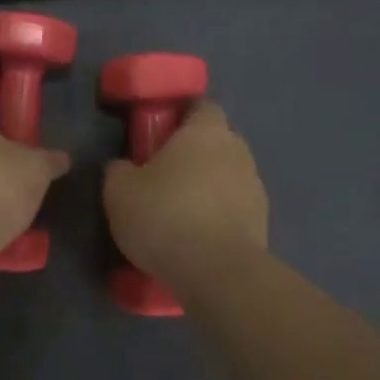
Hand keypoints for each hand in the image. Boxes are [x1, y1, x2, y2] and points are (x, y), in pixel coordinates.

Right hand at [103, 101, 268, 288]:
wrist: (216, 273)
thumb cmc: (164, 216)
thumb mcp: (119, 191)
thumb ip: (118, 169)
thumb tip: (123, 166)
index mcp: (206, 132)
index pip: (201, 107)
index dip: (180, 118)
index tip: (157, 136)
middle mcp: (238, 152)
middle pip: (215, 143)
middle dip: (192, 156)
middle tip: (161, 177)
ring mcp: (255, 189)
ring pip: (226, 178)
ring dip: (206, 189)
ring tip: (177, 215)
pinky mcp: (261, 224)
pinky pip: (232, 210)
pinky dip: (216, 218)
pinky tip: (193, 239)